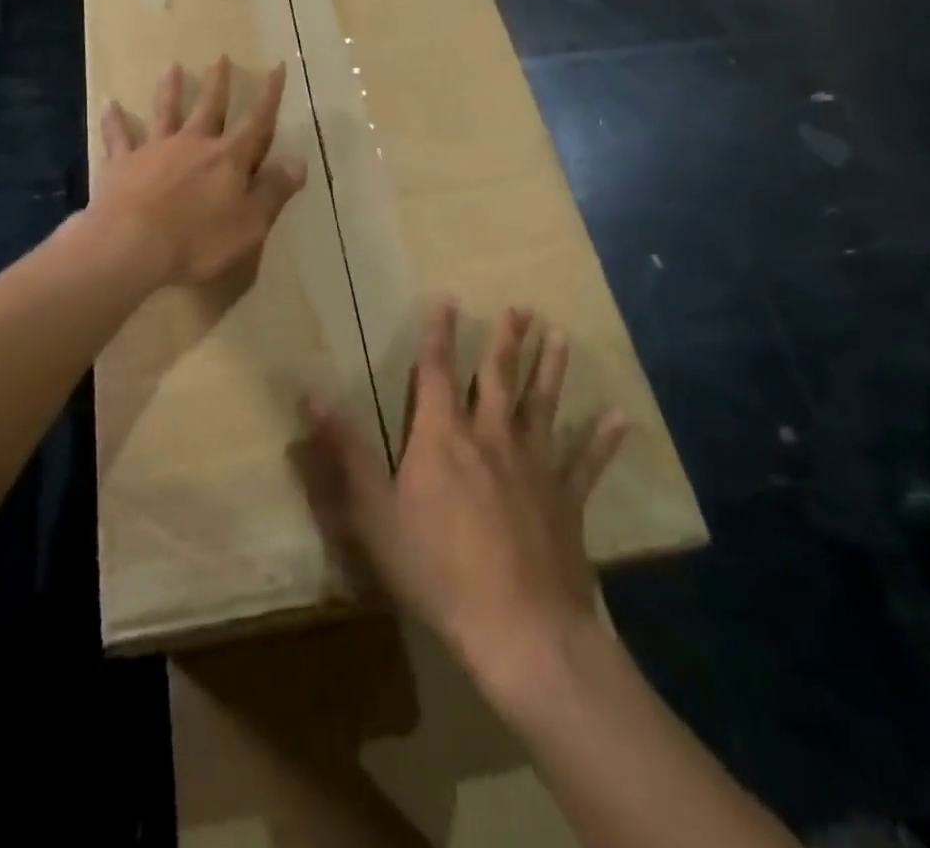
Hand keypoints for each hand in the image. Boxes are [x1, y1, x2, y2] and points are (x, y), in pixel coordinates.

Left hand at [92, 57, 307, 288]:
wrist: (132, 247)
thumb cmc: (199, 242)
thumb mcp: (251, 224)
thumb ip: (274, 191)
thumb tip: (299, 161)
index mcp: (228, 159)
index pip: (257, 123)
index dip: (270, 96)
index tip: (277, 66)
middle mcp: (193, 145)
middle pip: (210, 108)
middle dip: (219, 84)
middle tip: (221, 57)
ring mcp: (155, 151)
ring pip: (165, 113)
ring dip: (170, 90)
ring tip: (173, 67)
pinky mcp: (123, 165)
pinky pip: (118, 138)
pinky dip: (114, 121)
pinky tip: (109, 104)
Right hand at [301, 301, 627, 700]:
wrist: (519, 630)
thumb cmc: (437, 570)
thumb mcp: (374, 512)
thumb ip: (346, 451)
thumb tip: (310, 393)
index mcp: (444, 437)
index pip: (437, 372)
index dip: (439, 334)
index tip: (448, 299)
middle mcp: (492, 437)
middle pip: (500, 379)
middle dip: (507, 341)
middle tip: (522, 307)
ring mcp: (535, 467)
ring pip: (544, 406)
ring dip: (551, 369)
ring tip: (560, 335)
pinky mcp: (567, 501)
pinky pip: (587, 463)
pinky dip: (602, 441)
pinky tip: (619, 418)